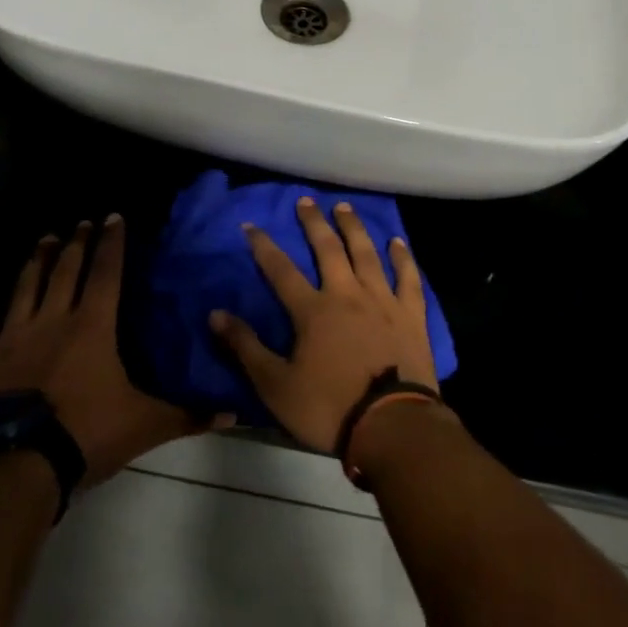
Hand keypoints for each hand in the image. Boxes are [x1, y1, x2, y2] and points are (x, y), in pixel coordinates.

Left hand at [0, 214, 224, 486]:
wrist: (14, 466)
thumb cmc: (84, 435)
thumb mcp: (145, 426)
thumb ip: (188, 416)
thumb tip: (235, 414)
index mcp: (93, 326)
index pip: (106, 273)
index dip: (112, 243)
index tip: (113, 216)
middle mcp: (54, 319)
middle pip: (66, 270)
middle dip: (76, 243)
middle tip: (80, 222)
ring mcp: (14, 336)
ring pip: (27, 286)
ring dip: (37, 260)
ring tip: (45, 238)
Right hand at [211, 198, 437, 452]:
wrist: (392, 425)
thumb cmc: (329, 408)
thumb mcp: (276, 386)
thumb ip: (245, 348)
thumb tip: (216, 313)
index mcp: (313, 310)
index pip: (281, 270)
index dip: (264, 246)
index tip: (252, 224)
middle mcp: (347, 294)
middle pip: (328, 249)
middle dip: (313, 223)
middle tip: (306, 201)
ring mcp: (383, 300)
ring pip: (366, 253)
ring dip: (353, 228)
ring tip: (344, 207)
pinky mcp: (411, 314)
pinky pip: (408, 277)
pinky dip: (402, 257)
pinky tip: (397, 241)